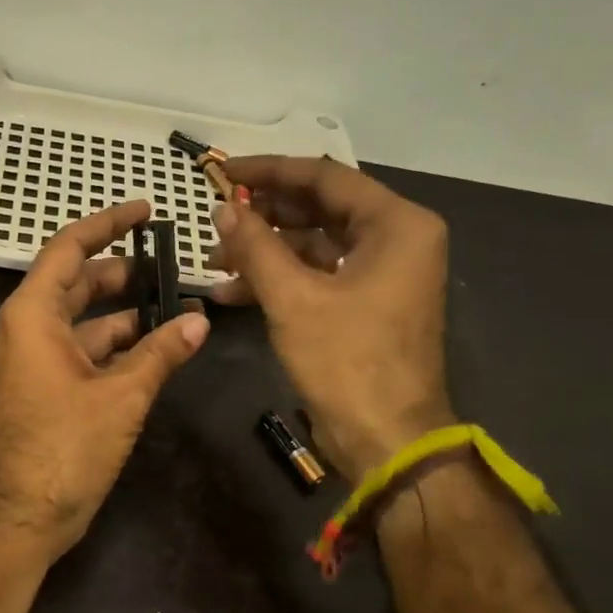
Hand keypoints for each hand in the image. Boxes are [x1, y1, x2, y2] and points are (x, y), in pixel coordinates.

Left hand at [0, 200, 210, 557]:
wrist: (20, 517)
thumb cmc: (64, 447)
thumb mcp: (121, 395)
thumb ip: (161, 352)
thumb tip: (199, 320)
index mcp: (33, 315)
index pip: (69, 249)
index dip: (107, 225)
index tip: (144, 210)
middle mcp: (27, 330)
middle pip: (77, 283)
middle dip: (122, 272)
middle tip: (169, 265)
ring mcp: (33, 361)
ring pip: (83, 321)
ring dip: (124, 314)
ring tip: (174, 306)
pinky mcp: (44, 389)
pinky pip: (81, 352)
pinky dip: (115, 347)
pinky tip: (154, 349)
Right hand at [208, 156, 453, 481]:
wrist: (386, 441)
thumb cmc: (347, 363)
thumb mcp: (293, 299)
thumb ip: (255, 246)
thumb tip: (222, 209)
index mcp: (397, 224)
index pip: (324, 178)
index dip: (269, 172)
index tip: (223, 172)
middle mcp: (396, 239)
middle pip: (320, 209)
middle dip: (264, 216)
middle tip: (216, 218)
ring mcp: (381, 274)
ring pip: (314, 245)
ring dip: (265, 251)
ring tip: (215, 261)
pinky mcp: (365, 304)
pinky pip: (317, 276)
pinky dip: (279, 280)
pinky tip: (231, 291)